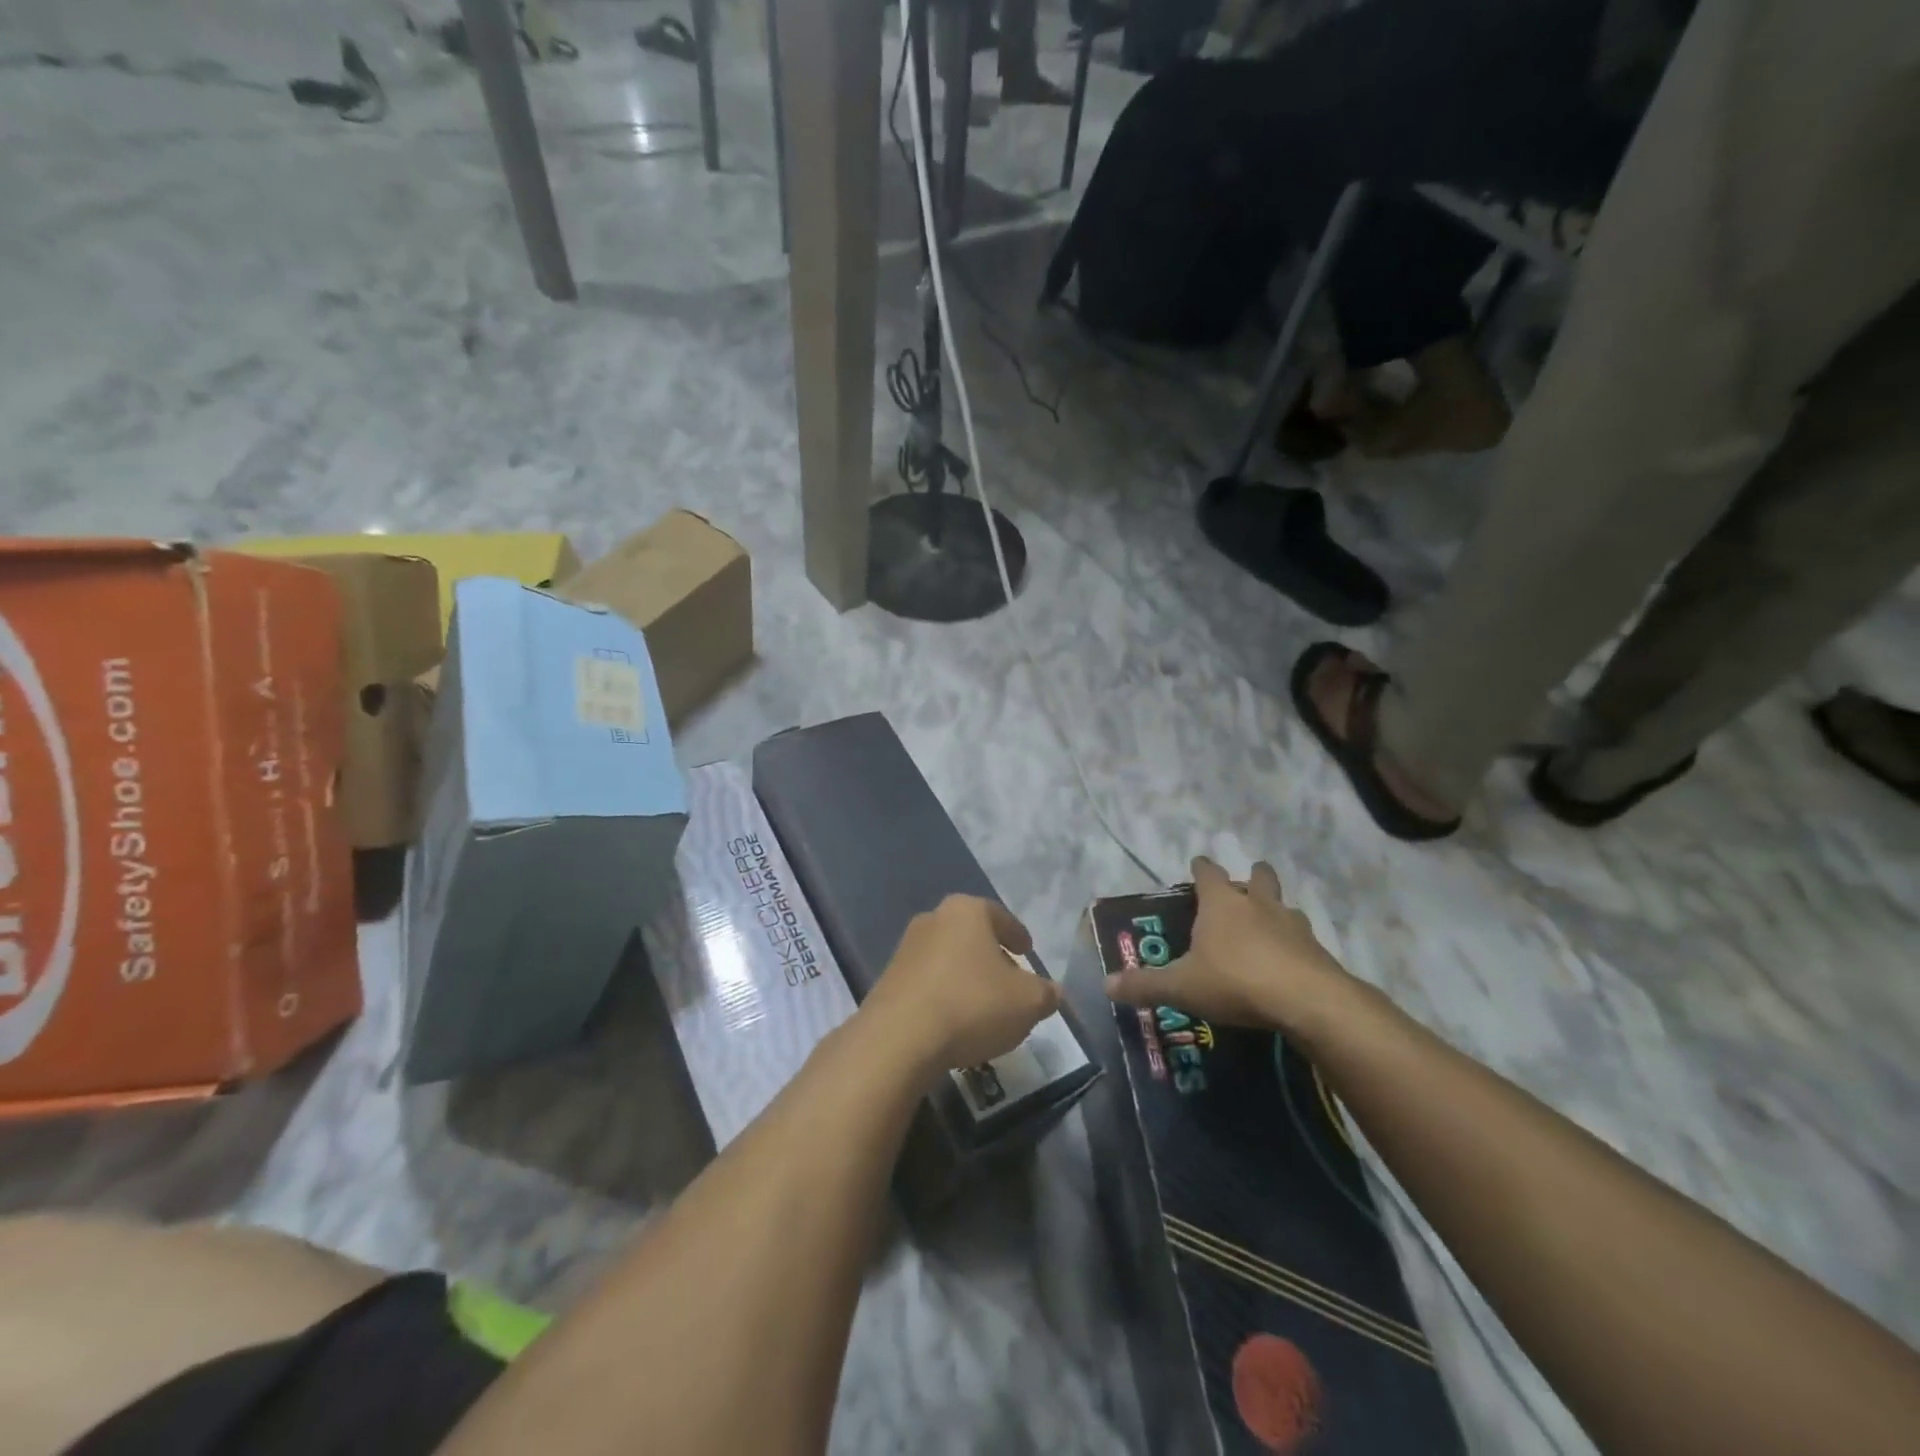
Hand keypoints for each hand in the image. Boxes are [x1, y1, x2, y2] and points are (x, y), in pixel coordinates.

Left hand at [865, 895, 1063, 1072]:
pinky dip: (944, 995)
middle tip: (1009, 980)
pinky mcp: (888, 980)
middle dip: (991, 956)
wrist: (899, 1037)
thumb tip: (1053, 992)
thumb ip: (1045, 994)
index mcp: (966, 911)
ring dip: (965, 977)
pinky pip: (927, 982)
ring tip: (983, 1006)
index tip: (1027, 951)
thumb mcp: (1027, 1002)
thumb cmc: (972, 1004)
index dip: (1017, 934)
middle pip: (971, 935)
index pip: (1000, 916)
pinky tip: (955, 1021)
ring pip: (947, 958)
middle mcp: (933, 919)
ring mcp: (905, 949)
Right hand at [1104, 856, 1354, 1038]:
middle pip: (1257, 877)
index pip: (1208, 873)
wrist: (1307, 1001)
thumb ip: (1145, 985)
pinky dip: (1294, 945)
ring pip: (1284, 906)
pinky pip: (1302, 939)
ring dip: (1276, 911)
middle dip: (1251, 877)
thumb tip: (1106, 984)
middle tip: (1243, 887)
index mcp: (1222, 903)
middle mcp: (1258, 904)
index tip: (1197, 864)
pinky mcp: (1317, 950)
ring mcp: (1293, 925)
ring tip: (1268, 926)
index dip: (1201, 868)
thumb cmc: (1235, 981)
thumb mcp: (1181, 986)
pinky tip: (1288, 962)